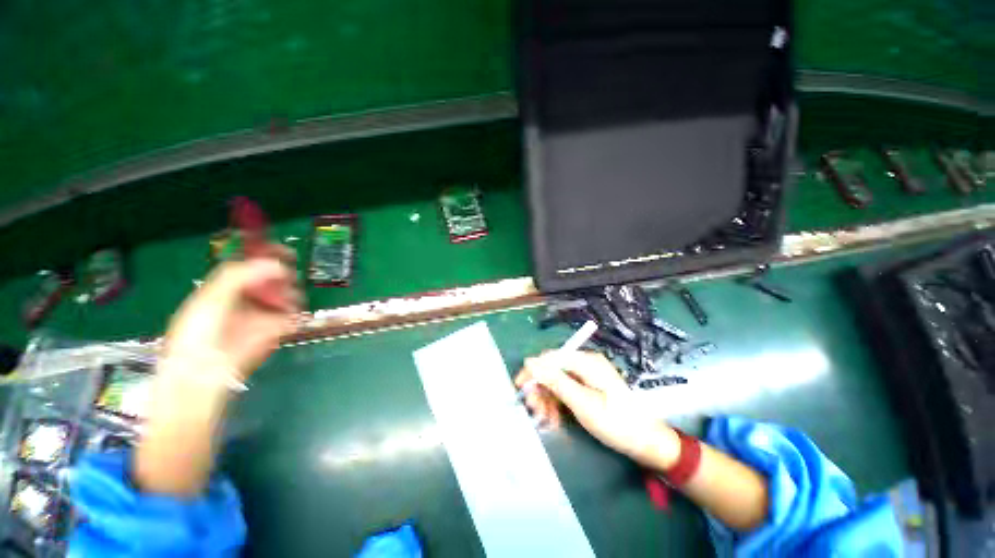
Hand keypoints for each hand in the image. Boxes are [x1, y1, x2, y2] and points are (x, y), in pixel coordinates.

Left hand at [162, 253, 301, 380]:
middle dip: (282, 278)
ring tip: (289, 301)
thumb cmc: (200, 332)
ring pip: (285, 297)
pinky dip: (295, 313)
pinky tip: (292, 314)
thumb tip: (276, 265)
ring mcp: (261, 316)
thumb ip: (240, 276)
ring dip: (291, 295)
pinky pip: (291, 316)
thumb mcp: (211, 297)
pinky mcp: (274, 332)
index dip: (268, 258)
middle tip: (287, 281)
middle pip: (272, 281)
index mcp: (225, 290)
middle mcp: (244, 300)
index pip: (250, 267)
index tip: (287, 254)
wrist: (205, 373)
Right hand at [516, 351, 678, 468]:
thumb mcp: (582, 403)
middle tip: (534, 412)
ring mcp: (587, 376)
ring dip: (548, 400)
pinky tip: (555, 419)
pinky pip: (565, 391)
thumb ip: (555, 381)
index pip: (550, 358)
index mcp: (586, 361)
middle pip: (553, 370)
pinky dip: (558, 404)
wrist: (647, 443)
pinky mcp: (587, 387)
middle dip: (541, 390)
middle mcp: (585, 364)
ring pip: (557, 382)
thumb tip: (530, 361)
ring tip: (546, 420)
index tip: (520, 389)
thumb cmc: (616, 423)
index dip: (533, 371)